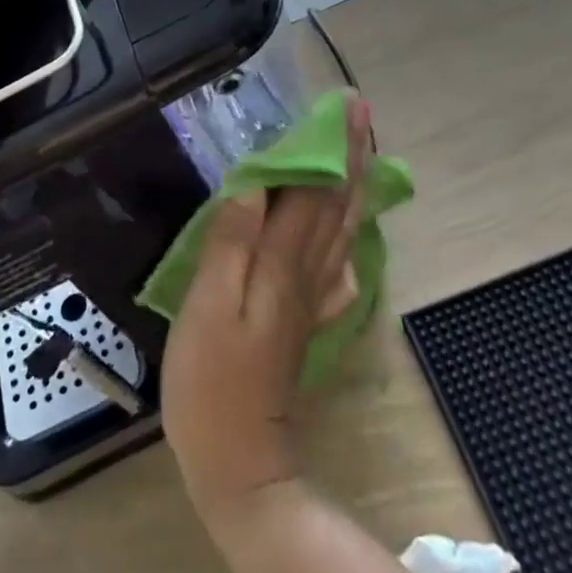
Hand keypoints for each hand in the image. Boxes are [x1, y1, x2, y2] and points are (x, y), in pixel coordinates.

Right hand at [164, 97, 369, 526]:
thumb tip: (252, 181)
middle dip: (352, 154)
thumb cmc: (211, 381)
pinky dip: (348, 234)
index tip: (347, 107)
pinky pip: (337, 264)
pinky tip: (350, 228)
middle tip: (363, 113)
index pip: (315, 190)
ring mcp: (311, 298)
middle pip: (337, 203)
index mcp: (283, 262)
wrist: (240, 464)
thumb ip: (231, 242)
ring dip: (354, 184)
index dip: (332, 146)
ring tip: (362, 152)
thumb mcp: (209, 307)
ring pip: (342, 229)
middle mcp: (307, 272)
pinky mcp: (306, 319)